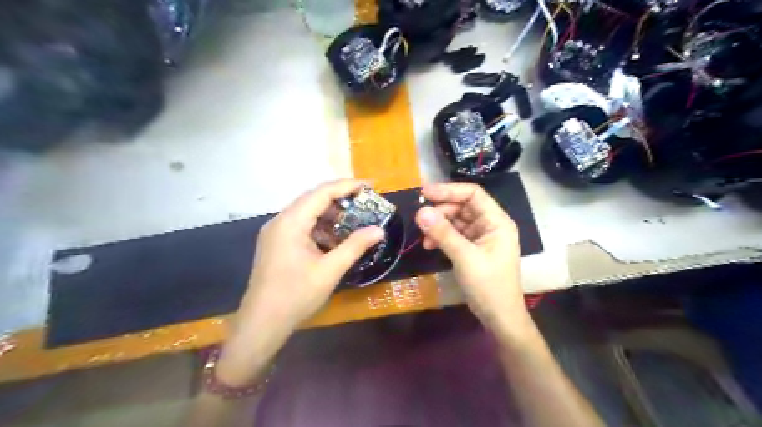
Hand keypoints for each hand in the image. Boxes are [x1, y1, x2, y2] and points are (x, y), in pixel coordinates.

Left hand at [216, 179, 383, 384]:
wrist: (262, 323)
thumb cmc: (296, 295)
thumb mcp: (330, 270)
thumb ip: (355, 246)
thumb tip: (379, 230)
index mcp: (291, 222)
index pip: (322, 193)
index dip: (347, 186)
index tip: (370, 186)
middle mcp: (280, 221)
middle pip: (313, 199)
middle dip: (340, 198)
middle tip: (365, 201)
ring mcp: (275, 232)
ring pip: (306, 213)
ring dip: (330, 213)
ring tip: (354, 218)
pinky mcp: (276, 244)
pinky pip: (301, 226)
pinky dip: (319, 227)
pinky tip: (334, 237)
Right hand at [417, 183, 530, 335]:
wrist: (499, 317)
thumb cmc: (489, 286)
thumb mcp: (465, 257)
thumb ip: (443, 233)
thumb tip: (420, 211)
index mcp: (497, 221)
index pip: (473, 194)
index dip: (449, 190)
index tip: (425, 193)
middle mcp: (490, 224)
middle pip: (463, 206)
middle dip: (441, 211)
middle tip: (421, 219)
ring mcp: (482, 237)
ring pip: (456, 220)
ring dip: (439, 225)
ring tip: (424, 237)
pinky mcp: (473, 248)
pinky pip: (455, 234)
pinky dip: (442, 237)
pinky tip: (430, 245)